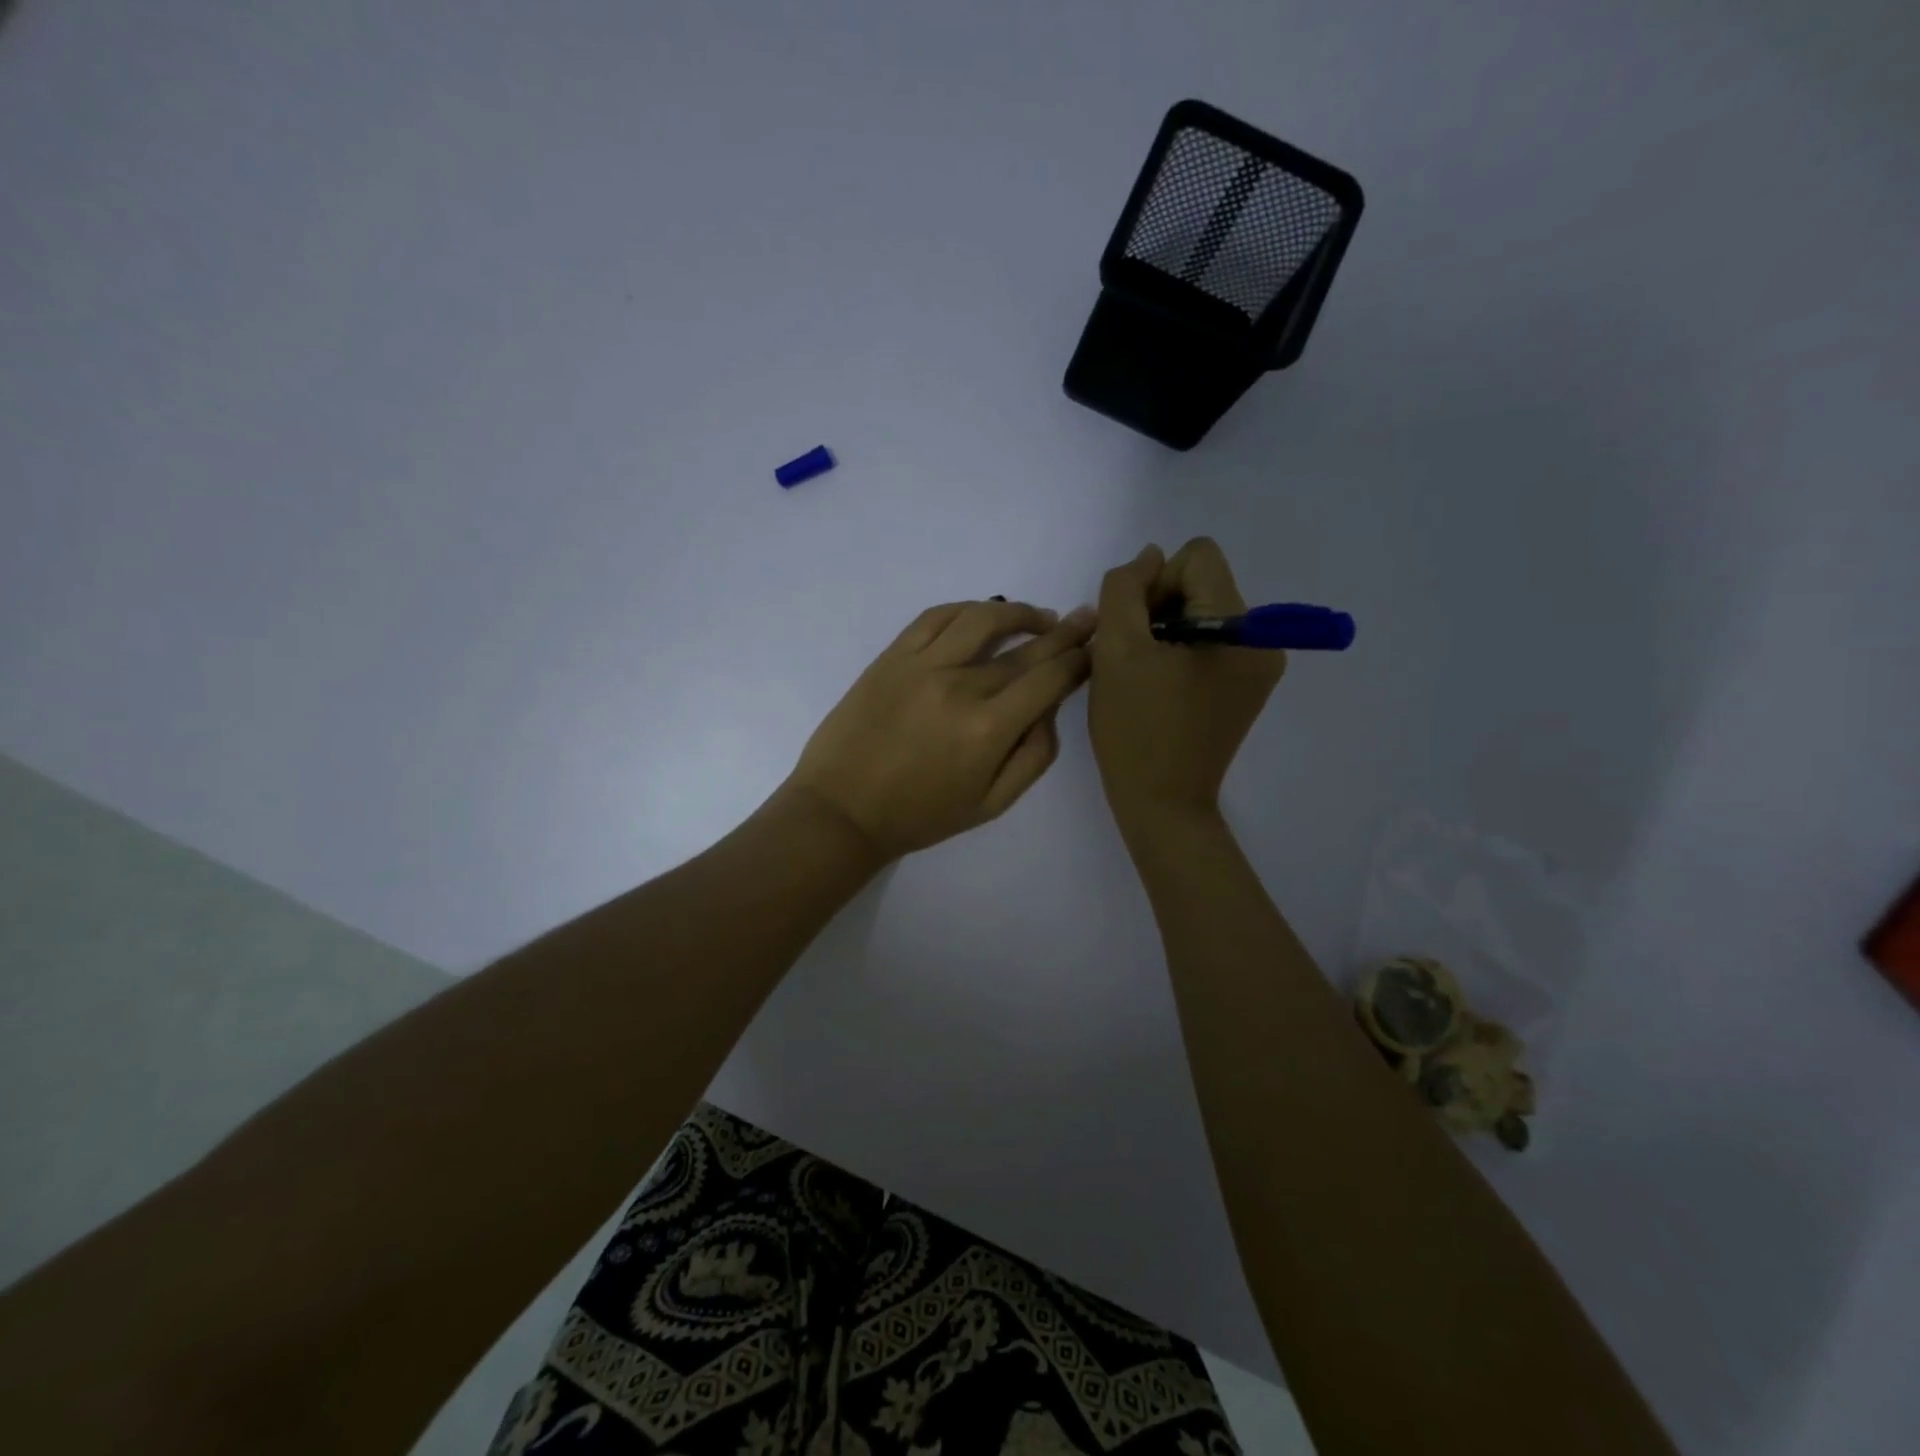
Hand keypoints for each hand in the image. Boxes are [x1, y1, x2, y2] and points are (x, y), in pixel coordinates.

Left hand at [780, 598, 1096, 860]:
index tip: (1095, 650)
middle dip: (1064, 631)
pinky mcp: (892, 656)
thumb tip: (1050, 709)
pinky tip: (983, 614)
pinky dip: (967, 609)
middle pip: (1025, 647)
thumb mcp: (992, 805)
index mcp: (989, 729)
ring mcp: (923, 664)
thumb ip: (1034, 756)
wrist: (842, 810)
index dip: (1080, 660)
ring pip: (983, 618)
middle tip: (1087, 618)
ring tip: (1038, 616)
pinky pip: (936, 616)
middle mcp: (961, 686)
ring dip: (1019, 612)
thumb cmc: (920, 815)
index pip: (1050, 677)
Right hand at [1089, 539, 1284, 831]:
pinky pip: (1210, 644)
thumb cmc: (1135, 728)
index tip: (1134, 631)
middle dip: (1160, 609)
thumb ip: (1125, 588)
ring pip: (1202, 613)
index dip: (1154, 584)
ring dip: (1165, 632)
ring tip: (1143, 675)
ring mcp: (1258, 667)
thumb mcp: (1116, 649)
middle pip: (1202, 584)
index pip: (1197, 558)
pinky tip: (1159, 687)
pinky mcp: (1246, 689)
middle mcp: (1263, 640)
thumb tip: (1150, 557)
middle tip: (1133, 657)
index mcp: (1240, 627)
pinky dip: (1179, 654)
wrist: (1161, 803)